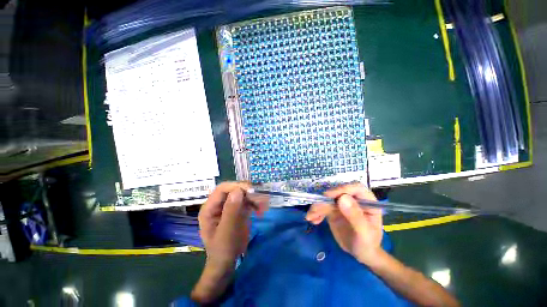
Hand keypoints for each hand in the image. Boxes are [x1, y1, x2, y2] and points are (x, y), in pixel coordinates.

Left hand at [198, 182, 265, 268]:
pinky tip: (260, 210)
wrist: (227, 263)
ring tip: (263, 206)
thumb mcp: (226, 232)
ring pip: (243, 194)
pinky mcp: (238, 209)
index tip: (251, 191)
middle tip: (261, 199)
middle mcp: (219, 204)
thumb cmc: (223, 250)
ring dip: (254, 198)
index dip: (236, 186)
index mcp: (210, 208)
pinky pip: (247, 201)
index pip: (222, 189)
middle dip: (248, 192)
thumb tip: (238, 191)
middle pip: (234, 189)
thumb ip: (231, 211)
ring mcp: (229, 206)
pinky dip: (255, 203)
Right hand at [305, 184, 382, 265]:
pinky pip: (323, 207)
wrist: (361, 255)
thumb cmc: (368, 245)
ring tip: (310, 217)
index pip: (355, 188)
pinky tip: (313, 219)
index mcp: (367, 201)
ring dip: (317, 207)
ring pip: (327, 199)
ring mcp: (343, 204)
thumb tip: (342, 198)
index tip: (328, 196)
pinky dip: (316, 212)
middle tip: (315, 210)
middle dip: (324, 200)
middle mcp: (354, 199)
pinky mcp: (334, 210)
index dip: (342, 189)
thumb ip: (355, 216)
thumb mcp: (364, 234)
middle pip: (337, 192)